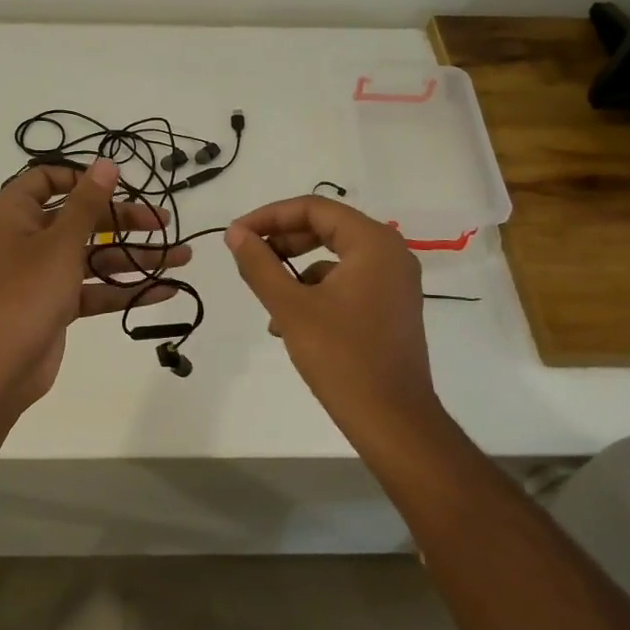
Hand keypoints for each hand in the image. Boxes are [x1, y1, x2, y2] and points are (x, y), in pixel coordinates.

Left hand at [0, 158, 189, 410]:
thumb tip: (106, 163)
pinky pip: (92, 288)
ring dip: (134, 257)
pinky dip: (123, 288)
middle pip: (79, 218)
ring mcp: (40, 273)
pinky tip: (164, 290)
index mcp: (13, 213)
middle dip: (125, 222)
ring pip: (92, 255)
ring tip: (182, 258)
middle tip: (165, 222)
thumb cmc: (26, 291)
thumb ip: (88, 202)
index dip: (82, 178)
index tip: (118, 185)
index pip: (47, 179)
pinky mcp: (54, 303)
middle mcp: (24, 237)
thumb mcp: (61, 241)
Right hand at [225, 196, 440, 433]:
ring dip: (294, 270)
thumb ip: (259, 264)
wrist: (393, 421)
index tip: (236, 234)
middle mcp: (390, 253)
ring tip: (265, 298)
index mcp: (373, 243)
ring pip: (333, 257)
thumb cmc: (342, 358)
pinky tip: (287, 322)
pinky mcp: (390, 307)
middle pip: (326, 228)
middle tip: (247, 255)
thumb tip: (235, 234)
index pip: (314, 208)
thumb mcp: (290, 307)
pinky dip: (314, 292)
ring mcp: (394, 282)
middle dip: (282, 240)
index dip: (270, 216)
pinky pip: (345, 283)